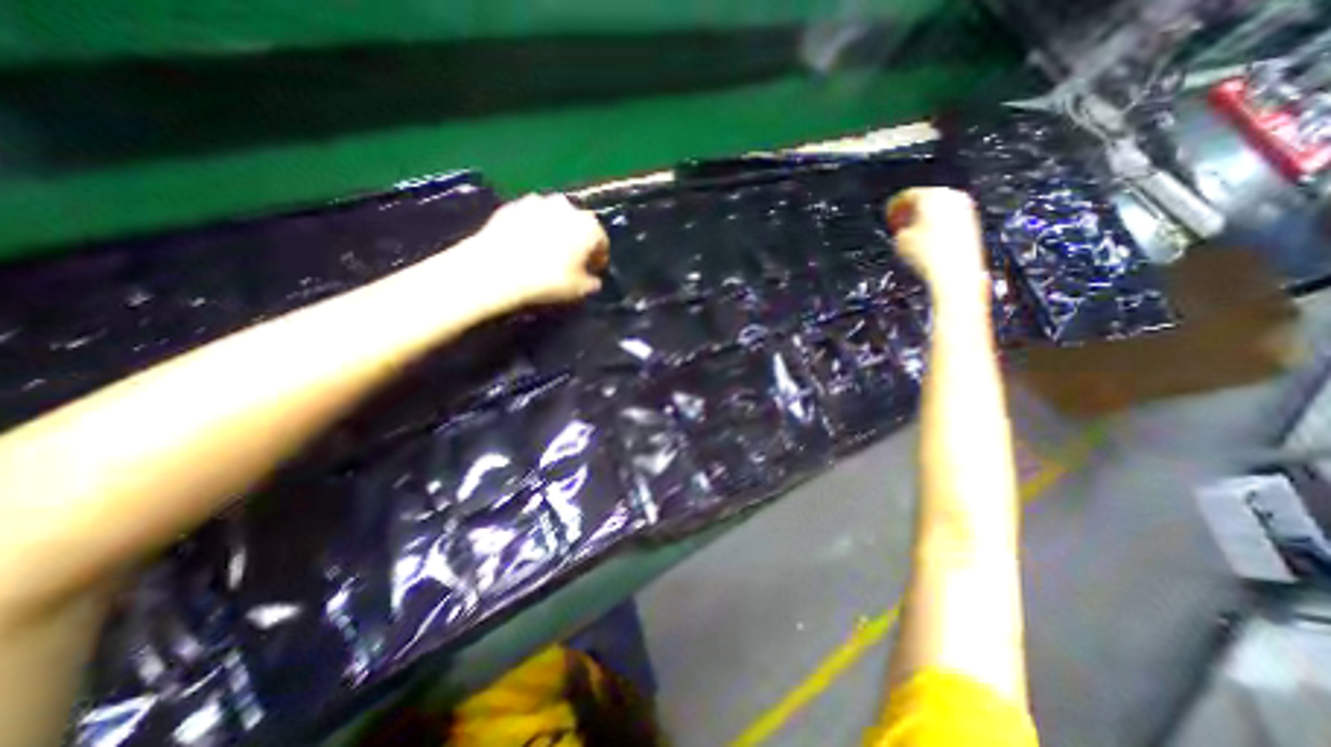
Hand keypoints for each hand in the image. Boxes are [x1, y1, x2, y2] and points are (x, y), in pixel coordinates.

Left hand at [454, 193, 607, 308]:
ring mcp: (538, 202)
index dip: (599, 257)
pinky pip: (531, 217)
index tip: (594, 270)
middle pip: (578, 224)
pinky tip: (527, 245)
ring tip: (548, 250)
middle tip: (572, 259)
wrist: (498, 269)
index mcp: (589, 226)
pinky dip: (533, 228)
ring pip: (554, 217)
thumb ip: (592, 283)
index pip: (601, 241)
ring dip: (556, 230)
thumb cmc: (548, 280)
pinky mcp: (512, 205)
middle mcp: (567, 207)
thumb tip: (593, 280)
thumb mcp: (579, 290)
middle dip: (578, 240)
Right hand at [882, 189, 986, 305]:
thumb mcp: (899, 240)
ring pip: (938, 209)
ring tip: (913, 236)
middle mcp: (951, 197)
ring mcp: (965, 209)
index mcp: (931, 195)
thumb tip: (901, 226)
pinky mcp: (972, 224)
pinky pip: (948, 219)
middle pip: (926, 199)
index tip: (888, 217)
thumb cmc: (926, 255)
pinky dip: (937, 226)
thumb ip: (898, 228)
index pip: (906, 195)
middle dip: (912, 212)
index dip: (893, 207)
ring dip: (924, 220)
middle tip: (900, 225)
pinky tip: (928, 242)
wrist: (954, 272)